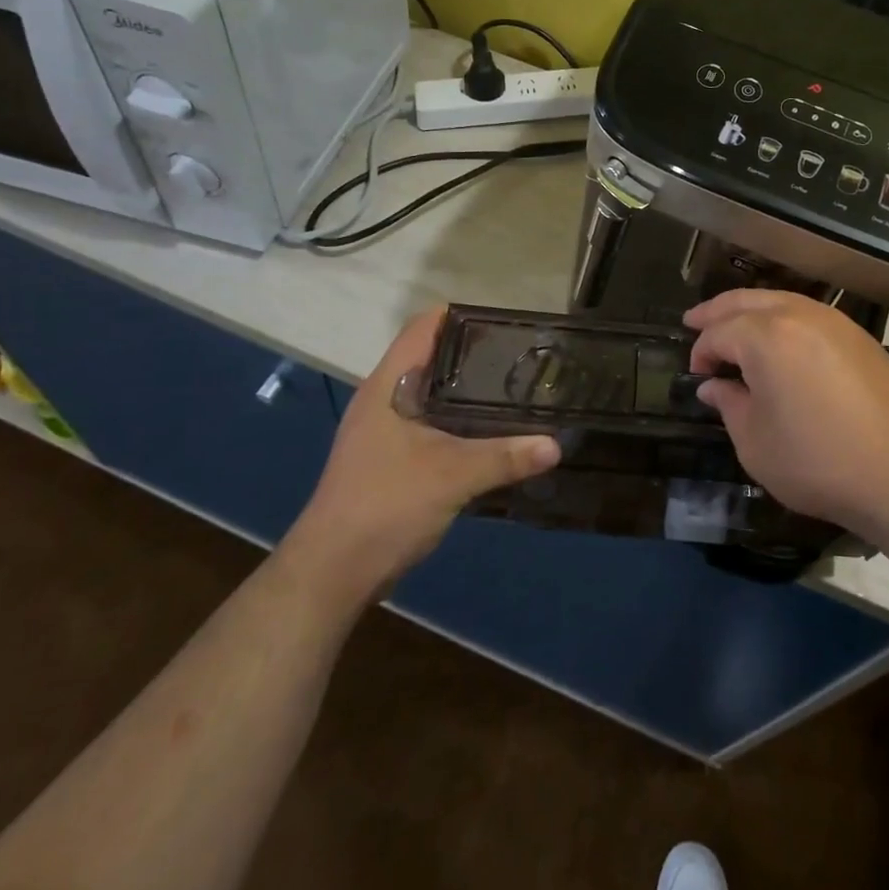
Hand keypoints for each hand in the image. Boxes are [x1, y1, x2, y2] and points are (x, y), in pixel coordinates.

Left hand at [295, 307, 559, 594]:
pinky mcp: (388, 459)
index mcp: (387, 386)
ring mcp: (382, 431)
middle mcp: (381, 399)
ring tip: (511, 390)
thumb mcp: (452, 476)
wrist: (332, 573)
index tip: (501, 322)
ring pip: (429, 393)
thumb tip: (556, 444)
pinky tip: (487, 432)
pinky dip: (456, 420)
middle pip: (429, 358)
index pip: (421, 328)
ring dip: (464, 391)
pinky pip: (428, 423)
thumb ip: (505, 456)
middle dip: (471, 354)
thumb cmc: (385, 506)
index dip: (458, 316)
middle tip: (518, 358)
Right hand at [684, 290, 888, 536]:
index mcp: (766, 337)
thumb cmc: (820, 462)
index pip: (719, 332)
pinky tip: (779, 341)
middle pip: (746, 301)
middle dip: (716, 312)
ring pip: (779, 300)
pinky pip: (807, 313)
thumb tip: (715, 385)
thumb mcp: (757, 443)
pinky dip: (782, 318)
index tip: (696, 375)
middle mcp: (798, 315)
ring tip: (733, 327)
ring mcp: (834, 321)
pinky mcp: (859, 336)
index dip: (701, 352)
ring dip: (750, 310)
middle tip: (694, 321)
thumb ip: (729, 405)